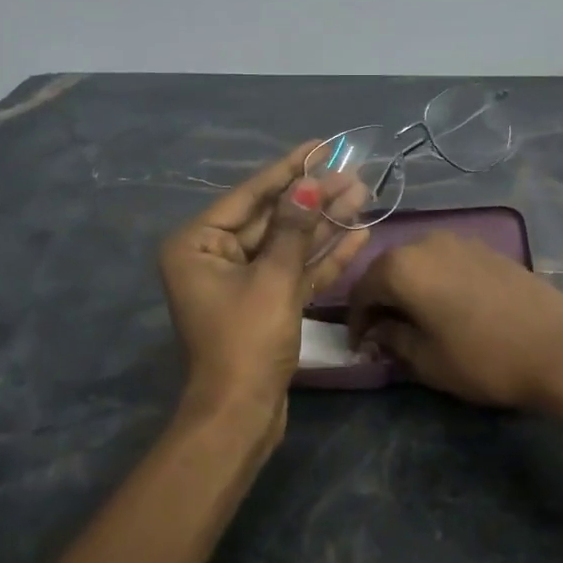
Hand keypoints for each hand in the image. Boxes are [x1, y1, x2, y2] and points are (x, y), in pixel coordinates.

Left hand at [159, 142, 369, 428]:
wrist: (241, 417)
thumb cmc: (246, 341)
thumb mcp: (273, 279)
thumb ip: (294, 229)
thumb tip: (309, 184)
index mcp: (198, 244)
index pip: (251, 195)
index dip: (289, 169)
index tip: (321, 145)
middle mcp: (215, 256)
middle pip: (273, 218)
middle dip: (314, 198)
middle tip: (353, 172)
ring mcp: (242, 281)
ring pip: (289, 244)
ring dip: (324, 223)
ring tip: (363, 195)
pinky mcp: (266, 304)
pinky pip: (295, 271)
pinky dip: (323, 257)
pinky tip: (356, 234)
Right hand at [346, 232, 562, 416]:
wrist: (561, 347)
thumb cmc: (484, 358)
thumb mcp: (427, 360)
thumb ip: (393, 339)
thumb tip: (378, 331)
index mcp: (402, 266)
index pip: (362, 290)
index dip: (356, 320)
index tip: (359, 346)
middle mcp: (426, 242)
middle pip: (389, 269)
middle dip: (381, 300)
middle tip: (382, 333)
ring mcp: (460, 241)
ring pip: (418, 262)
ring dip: (409, 288)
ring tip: (414, 320)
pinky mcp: (487, 248)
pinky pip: (446, 261)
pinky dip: (435, 281)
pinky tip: (445, 306)